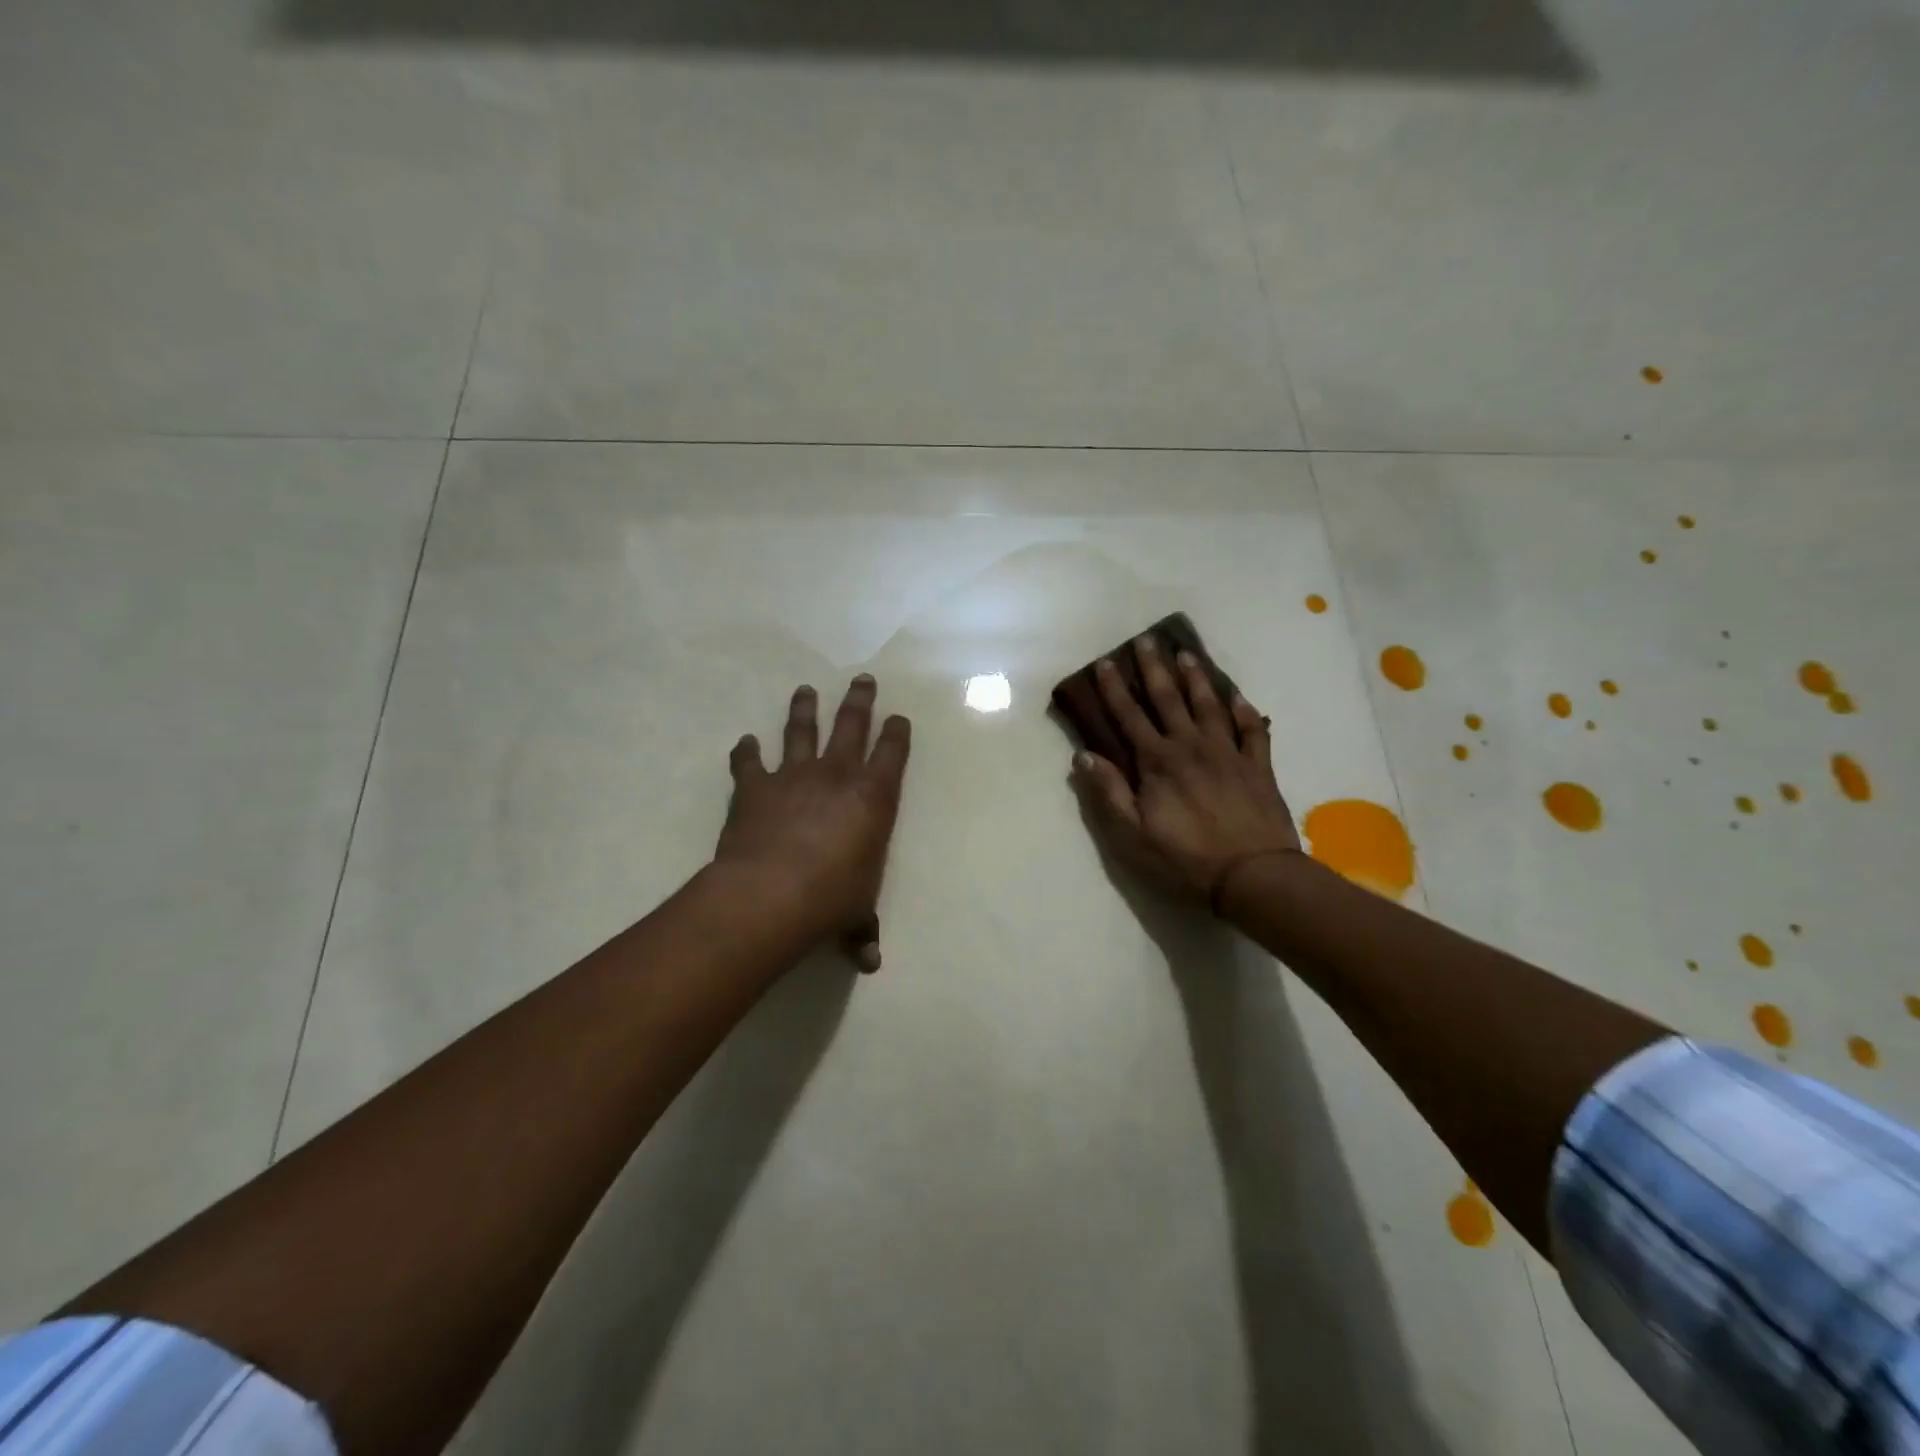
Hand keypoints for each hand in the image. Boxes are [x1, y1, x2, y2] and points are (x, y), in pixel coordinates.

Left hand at [716, 675, 911, 969]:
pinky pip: (749, 763)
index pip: (892, 755)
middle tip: (862, 679)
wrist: (771, 894)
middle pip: (851, 726)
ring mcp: (794, 777)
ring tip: (805, 689)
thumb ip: (861, 929)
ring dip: (804, 709)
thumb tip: (870, 961)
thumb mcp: (854, 914)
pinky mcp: (755, 788)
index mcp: (873, 798)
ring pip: (801, 731)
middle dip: (859, 701)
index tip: (899, 717)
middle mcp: (836, 776)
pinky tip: (745, 742)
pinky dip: (746, 751)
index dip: (897, 734)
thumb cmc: (830, 900)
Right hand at [1070, 636, 1300, 907]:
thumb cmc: (1185, 859)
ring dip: (1196, 678)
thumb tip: (1084, 756)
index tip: (1106, 662)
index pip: (1129, 717)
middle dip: (1155, 668)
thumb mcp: (1132, 836)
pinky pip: (1252, 730)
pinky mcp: (1257, 766)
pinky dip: (1244, 710)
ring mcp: (1228, 753)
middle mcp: (1190, 746)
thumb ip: (1108, 793)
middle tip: (1148, 640)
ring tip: (1187, 654)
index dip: (1115, 689)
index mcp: (1158, 762)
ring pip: (1209, 705)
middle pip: (1169, 699)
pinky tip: (1238, 696)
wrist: (1253, 875)